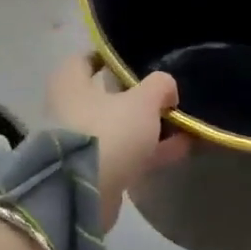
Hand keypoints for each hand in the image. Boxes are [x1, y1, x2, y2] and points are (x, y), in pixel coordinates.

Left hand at [47, 53, 182, 229]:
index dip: (112, 57)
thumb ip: (159, 86)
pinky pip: (123, 151)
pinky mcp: (91, 170)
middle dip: (136, 95)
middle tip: (165, 94)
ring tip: (182, 122)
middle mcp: (68, 107)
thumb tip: (167, 88)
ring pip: (117, 125)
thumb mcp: (142, 100)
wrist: (83, 192)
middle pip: (105, 94)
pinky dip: (147, 149)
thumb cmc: (108, 130)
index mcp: (70, 80)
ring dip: (148, 125)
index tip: (138, 59)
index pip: (88, 58)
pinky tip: (180, 148)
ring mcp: (79, 140)